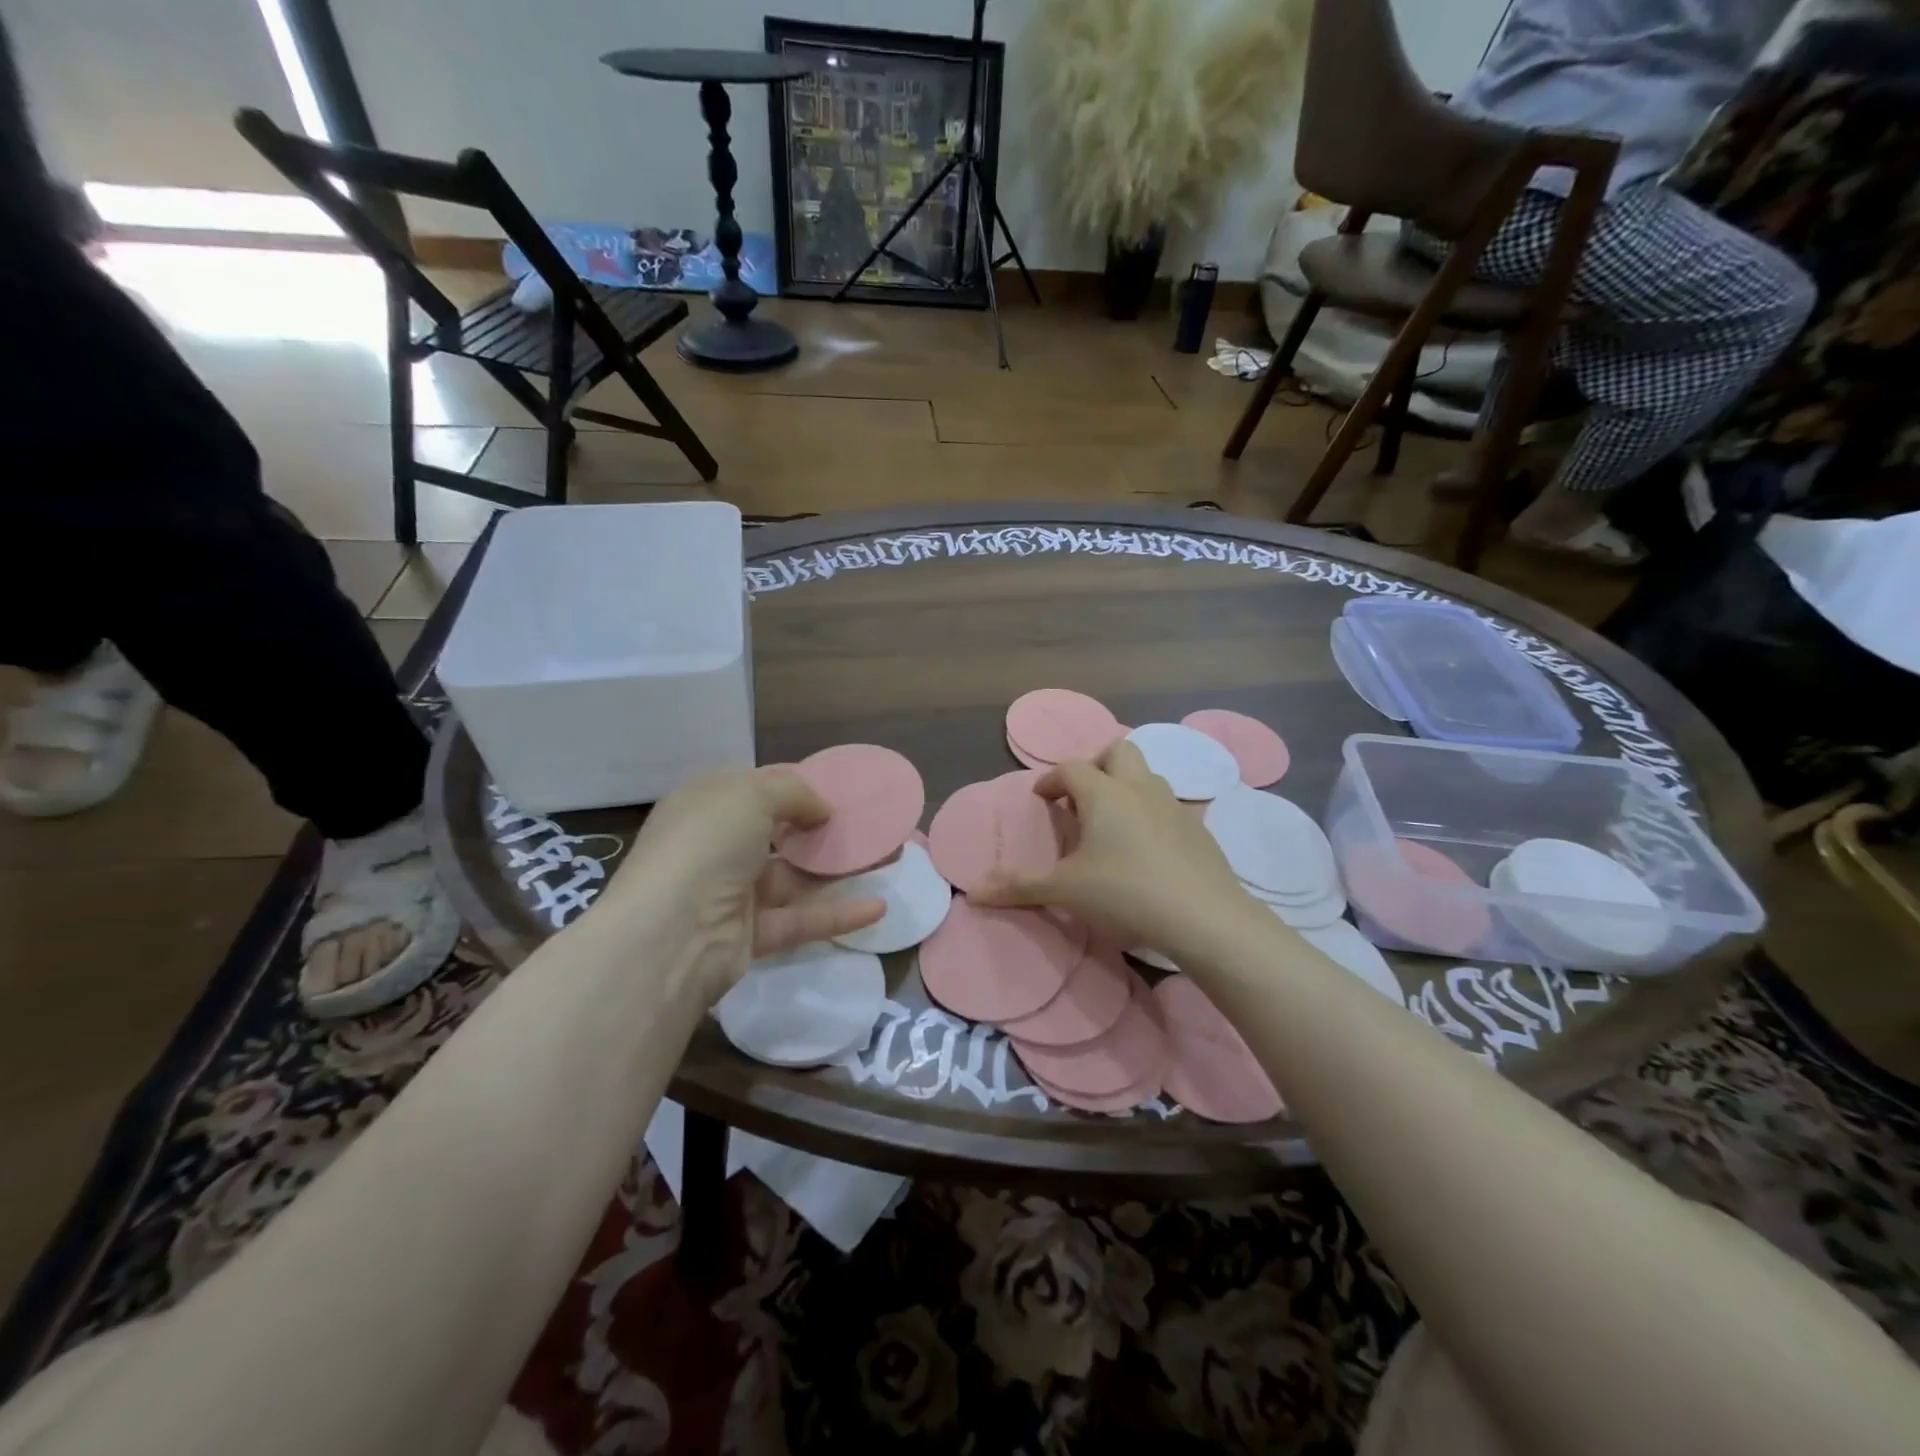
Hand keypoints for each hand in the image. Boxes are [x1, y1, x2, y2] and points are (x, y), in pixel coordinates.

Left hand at [605, 767, 884, 1003]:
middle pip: (777, 833)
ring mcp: (732, 892)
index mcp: (706, 805)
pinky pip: (800, 919)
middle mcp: (716, 846)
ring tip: (883, 861)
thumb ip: (794, 792)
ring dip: (835, 871)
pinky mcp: (751, 934)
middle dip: (820, 829)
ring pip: (793, 877)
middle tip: (866, 825)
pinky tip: (878, 908)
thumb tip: (821, 809)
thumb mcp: (751, 795)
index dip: (795, 785)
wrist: (671, 933)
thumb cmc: (707, 844)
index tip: (838, 788)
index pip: (755, 788)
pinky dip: (838, 914)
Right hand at [974, 741, 1254, 957]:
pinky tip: (1146, 851)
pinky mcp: (1199, 830)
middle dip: (1096, 766)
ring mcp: (1175, 807)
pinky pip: (1169, 807)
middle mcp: (1140, 789)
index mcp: (1104, 794)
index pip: (1071, 768)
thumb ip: (1020, 886)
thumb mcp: (1065, 891)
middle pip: (1118, 752)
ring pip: (1148, 777)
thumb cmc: (1126, 893)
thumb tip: (975, 892)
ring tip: (1112, 824)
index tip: (1040, 800)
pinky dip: (1151, 815)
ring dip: (1126, 788)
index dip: (1050, 780)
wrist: (1204, 917)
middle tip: (1081, 799)